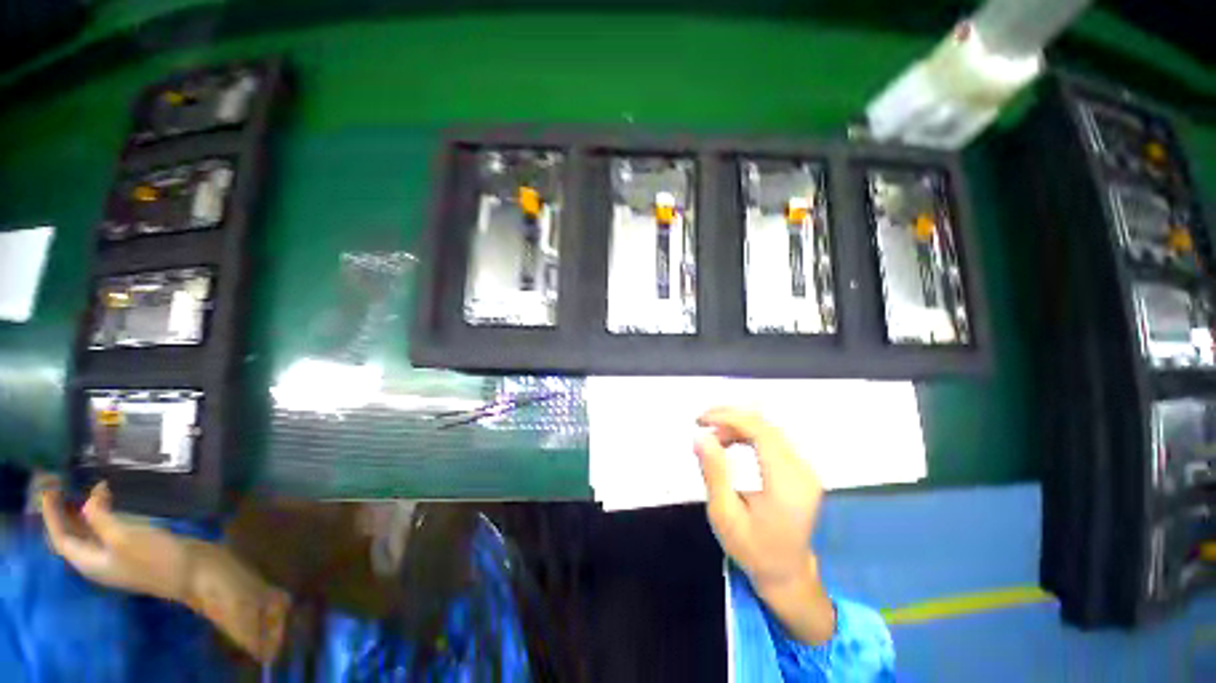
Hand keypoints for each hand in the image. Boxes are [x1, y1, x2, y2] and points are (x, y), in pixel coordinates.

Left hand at [41, 482, 192, 602]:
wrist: (194, 572)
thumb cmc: (155, 557)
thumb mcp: (124, 537)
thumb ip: (100, 518)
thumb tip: (87, 499)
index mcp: (89, 562)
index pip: (61, 538)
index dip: (51, 515)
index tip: (49, 489)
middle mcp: (97, 560)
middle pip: (73, 537)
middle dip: (64, 514)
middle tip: (62, 486)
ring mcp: (117, 556)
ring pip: (90, 533)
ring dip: (83, 512)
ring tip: (85, 490)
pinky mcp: (134, 548)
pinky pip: (107, 530)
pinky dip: (103, 514)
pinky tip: (113, 503)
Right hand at [694, 407, 834, 643]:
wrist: (786, 573)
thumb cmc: (752, 548)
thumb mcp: (725, 514)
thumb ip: (714, 472)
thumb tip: (700, 436)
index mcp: (785, 483)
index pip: (760, 431)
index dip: (729, 418)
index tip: (701, 421)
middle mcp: (801, 470)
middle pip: (765, 426)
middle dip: (730, 418)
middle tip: (702, 424)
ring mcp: (805, 469)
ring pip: (768, 429)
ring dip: (737, 425)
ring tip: (713, 437)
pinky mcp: (800, 470)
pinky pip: (772, 439)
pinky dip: (748, 434)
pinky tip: (731, 443)